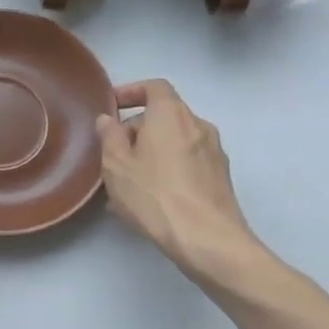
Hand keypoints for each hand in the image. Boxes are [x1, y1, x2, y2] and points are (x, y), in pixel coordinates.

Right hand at [95, 80, 260, 282]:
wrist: (209, 241)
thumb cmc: (155, 195)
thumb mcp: (116, 165)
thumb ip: (109, 136)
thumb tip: (108, 120)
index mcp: (171, 114)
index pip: (154, 87)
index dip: (132, 91)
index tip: (113, 106)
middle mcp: (198, 125)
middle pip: (164, 116)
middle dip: (137, 130)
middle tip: (114, 154)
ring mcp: (214, 152)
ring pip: (175, 143)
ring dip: (151, 153)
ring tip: (128, 182)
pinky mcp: (220, 178)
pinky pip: (187, 163)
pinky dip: (168, 169)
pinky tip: (150, 198)